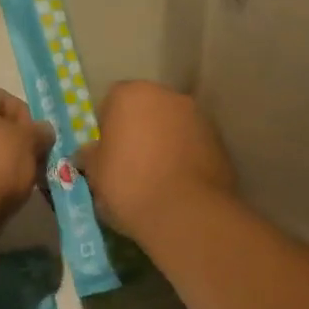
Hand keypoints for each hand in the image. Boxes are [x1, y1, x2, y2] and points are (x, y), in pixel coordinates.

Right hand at [76, 82, 236, 242]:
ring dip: (163, 142)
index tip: (105, 153)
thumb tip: (88, 153)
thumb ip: (90, 155)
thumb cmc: (129, 185)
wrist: (185, 213)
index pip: (111, 102)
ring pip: (172, 125)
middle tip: (129, 164)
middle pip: (146, 109)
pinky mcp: (219, 141)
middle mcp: (168, 96)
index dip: (106, 127)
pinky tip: (177, 184)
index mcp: (131, 94)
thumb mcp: (95, 173)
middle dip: (138, 130)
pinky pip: (192, 144)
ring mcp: (198, 116)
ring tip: (156, 177)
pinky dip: (184, 156)